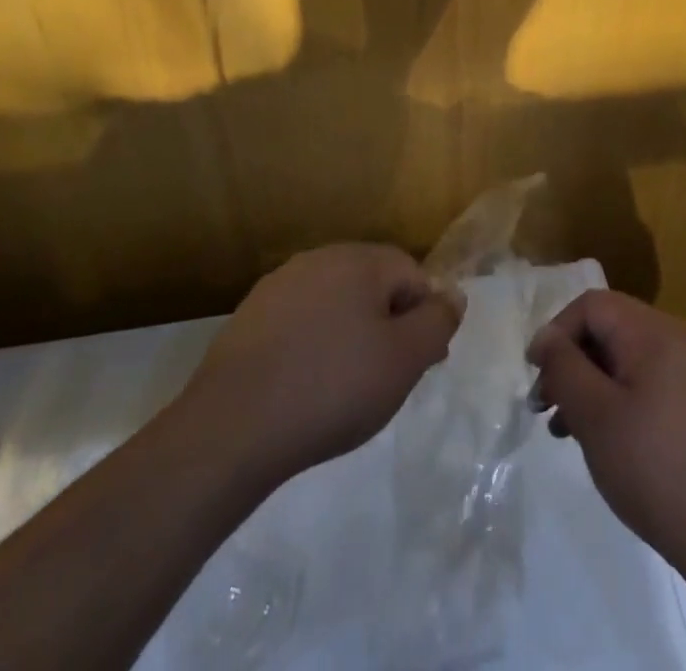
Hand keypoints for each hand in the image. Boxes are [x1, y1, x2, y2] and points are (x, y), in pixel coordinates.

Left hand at [179, 244, 462, 489]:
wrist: (232, 427)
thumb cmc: (333, 387)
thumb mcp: (405, 359)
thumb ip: (437, 322)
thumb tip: (453, 295)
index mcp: (359, 260)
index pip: (411, 274)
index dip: (424, 317)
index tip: (422, 363)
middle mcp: (318, 259)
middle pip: (372, 286)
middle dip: (388, 325)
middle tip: (388, 378)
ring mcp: (278, 286)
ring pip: (334, 305)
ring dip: (350, 335)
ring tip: (347, 387)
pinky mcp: (249, 318)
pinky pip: (299, 324)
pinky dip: (312, 347)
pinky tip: (306, 387)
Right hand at [527, 289, 685, 576]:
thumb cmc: (656, 468)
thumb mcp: (596, 416)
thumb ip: (564, 368)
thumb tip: (545, 337)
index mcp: (653, 332)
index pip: (592, 305)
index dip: (557, 331)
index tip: (534, 373)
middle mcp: (675, 340)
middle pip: (608, 330)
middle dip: (570, 362)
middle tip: (543, 406)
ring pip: (624, 361)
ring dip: (589, 385)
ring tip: (563, 430)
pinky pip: (646, 384)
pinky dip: (616, 401)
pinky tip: (602, 441)